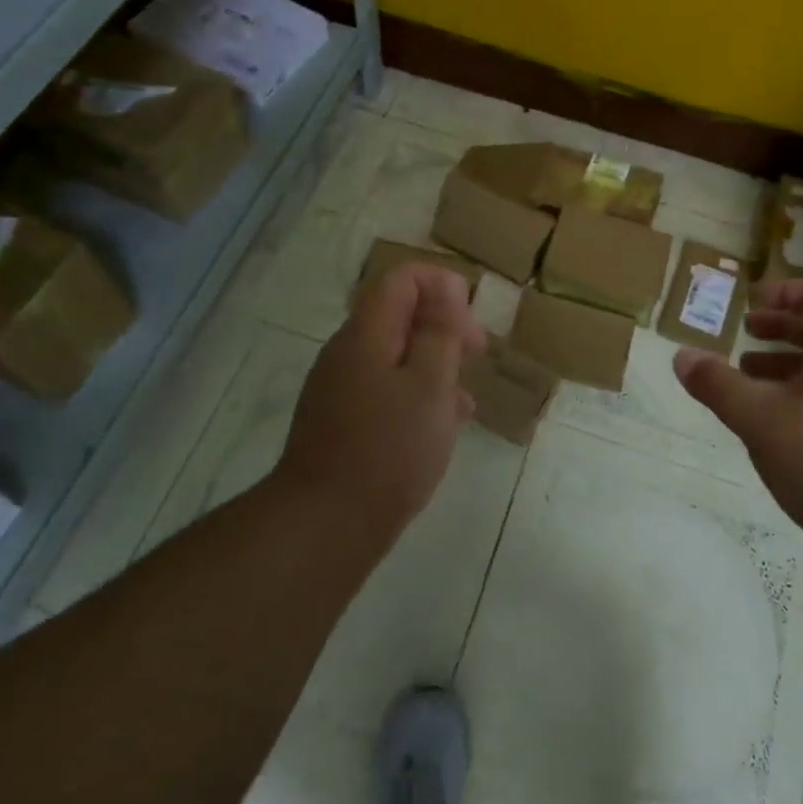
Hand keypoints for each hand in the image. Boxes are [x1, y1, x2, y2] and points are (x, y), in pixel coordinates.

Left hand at [278, 263, 486, 529]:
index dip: (443, 287)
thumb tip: (447, 283)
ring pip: (394, 356)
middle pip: (398, 315)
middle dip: (443, 327)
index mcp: (367, 333)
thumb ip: (440, 330)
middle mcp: (346, 352)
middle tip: (476, 355)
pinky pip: (383, 388)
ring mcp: (338, 387)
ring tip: (465, 400)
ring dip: (434, 365)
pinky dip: (415, 395)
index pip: (403, 278)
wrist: (325, 524)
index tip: (471, 326)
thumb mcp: (431, 384)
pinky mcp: (339, 420)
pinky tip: (440, 427)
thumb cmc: (390, 449)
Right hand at [673, 279, 802, 540]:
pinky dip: (792, 403)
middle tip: (742, 334)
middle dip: (778, 329)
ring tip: (744, 379)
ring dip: (781, 369)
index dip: (783, 290)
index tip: (748, 301)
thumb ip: (718, 385)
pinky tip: (766, 428)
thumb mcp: (761, 418)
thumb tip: (681, 356)